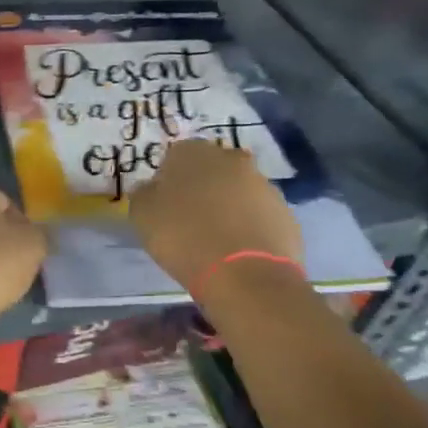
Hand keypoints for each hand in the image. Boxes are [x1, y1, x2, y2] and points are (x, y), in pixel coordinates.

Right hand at [130, 138, 303, 294]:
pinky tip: (237, 250)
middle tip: (189, 219)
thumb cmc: (183, 238)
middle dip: (202, 188)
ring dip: (227, 206)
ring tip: (214, 239)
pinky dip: (248, 226)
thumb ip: (143, 194)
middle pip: (212, 169)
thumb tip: (150, 188)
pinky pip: (259, 214)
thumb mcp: (142, 215)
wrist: (244, 275)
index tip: (163, 203)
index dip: (168, 179)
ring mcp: (264, 185)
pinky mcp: (285, 213)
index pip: (176, 155)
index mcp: (194, 152)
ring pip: (238, 191)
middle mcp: (232, 159)